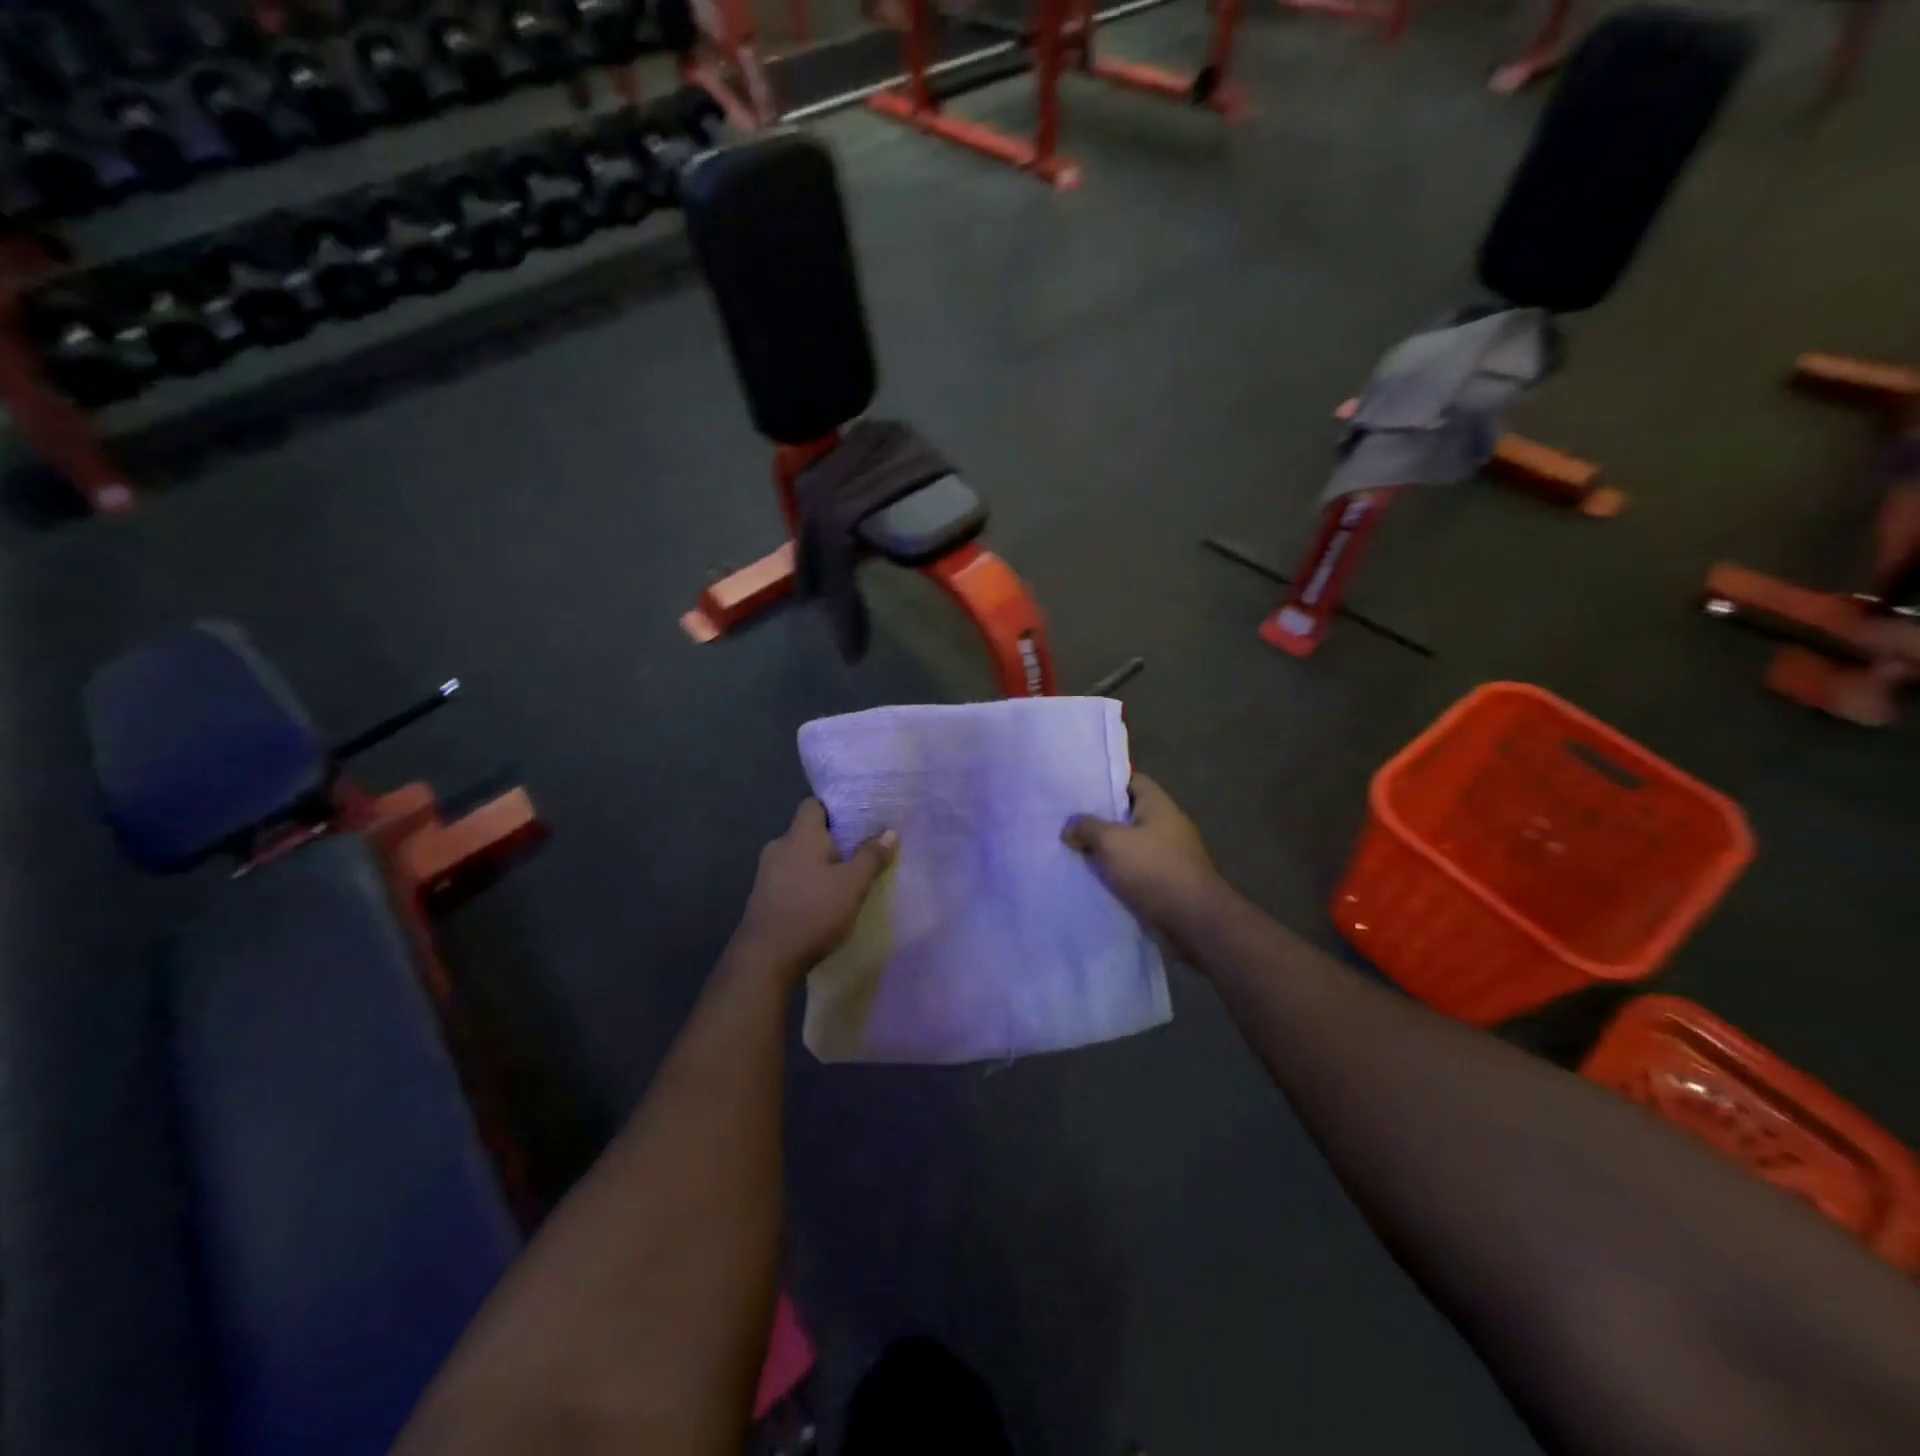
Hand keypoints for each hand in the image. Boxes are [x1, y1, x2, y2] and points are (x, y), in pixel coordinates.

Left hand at [733, 799, 896, 980]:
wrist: (765, 959)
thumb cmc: (812, 912)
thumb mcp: (852, 885)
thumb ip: (871, 857)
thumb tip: (890, 832)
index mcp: (799, 835)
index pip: (814, 804)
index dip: (836, 808)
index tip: (860, 820)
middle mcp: (779, 847)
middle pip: (808, 831)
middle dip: (833, 839)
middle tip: (861, 850)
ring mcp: (767, 873)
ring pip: (799, 857)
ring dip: (820, 864)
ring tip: (847, 878)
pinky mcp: (763, 897)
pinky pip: (791, 878)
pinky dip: (808, 882)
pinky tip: (824, 900)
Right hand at [1063, 774, 1224, 943]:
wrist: (1193, 920)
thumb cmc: (1154, 869)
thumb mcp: (1112, 842)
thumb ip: (1087, 828)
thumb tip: (1069, 827)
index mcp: (1159, 805)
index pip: (1132, 780)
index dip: (1106, 781)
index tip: (1079, 789)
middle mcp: (1166, 824)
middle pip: (1128, 813)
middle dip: (1100, 817)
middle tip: (1067, 820)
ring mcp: (1169, 853)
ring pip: (1129, 843)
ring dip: (1106, 848)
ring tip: (1073, 848)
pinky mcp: (1166, 880)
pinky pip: (1135, 868)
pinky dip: (1117, 871)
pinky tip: (1093, 876)